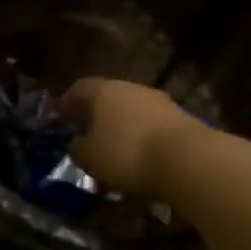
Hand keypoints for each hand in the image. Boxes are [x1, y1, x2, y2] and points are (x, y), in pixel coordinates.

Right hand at [59, 78, 214, 201]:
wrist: (190, 160)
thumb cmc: (128, 153)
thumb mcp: (91, 157)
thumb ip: (79, 148)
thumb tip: (77, 144)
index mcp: (104, 91)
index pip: (79, 89)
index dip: (67, 102)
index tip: (60, 115)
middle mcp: (132, 89)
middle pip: (108, 98)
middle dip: (97, 115)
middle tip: (87, 131)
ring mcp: (160, 103)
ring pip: (133, 112)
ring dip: (123, 128)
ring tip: (116, 150)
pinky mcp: (183, 121)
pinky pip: (153, 128)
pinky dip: (144, 140)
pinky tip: (142, 158)